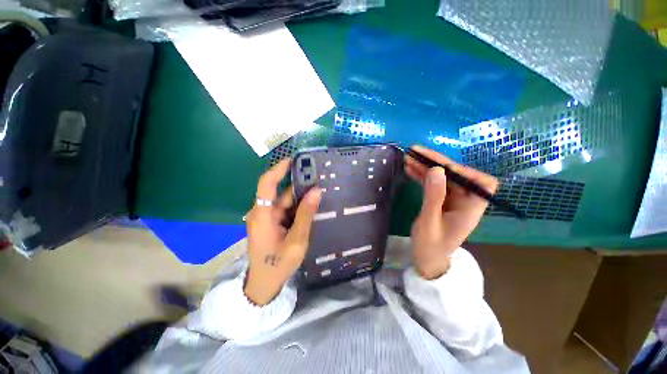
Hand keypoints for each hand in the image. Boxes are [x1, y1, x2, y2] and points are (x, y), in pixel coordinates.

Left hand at [244, 159, 321, 305]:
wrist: (264, 284)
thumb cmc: (278, 264)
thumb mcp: (296, 240)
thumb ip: (306, 215)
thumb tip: (316, 191)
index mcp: (262, 215)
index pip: (267, 184)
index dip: (279, 169)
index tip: (295, 160)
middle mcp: (262, 212)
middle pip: (280, 192)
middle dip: (299, 185)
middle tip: (319, 178)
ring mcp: (267, 218)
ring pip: (285, 201)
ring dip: (301, 197)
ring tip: (320, 191)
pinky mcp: (272, 223)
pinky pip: (286, 210)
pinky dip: (298, 207)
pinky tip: (312, 206)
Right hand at [404, 145, 498, 279]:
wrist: (426, 260)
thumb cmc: (429, 246)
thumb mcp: (429, 222)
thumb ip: (434, 197)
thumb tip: (436, 170)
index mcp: (470, 209)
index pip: (481, 183)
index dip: (464, 171)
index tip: (441, 167)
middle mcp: (464, 201)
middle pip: (456, 176)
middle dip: (436, 163)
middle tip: (415, 152)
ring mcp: (451, 200)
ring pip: (442, 178)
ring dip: (425, 167)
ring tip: (408, 158)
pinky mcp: (440, 200)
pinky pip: (433, 184)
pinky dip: (422, 176)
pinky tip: (410, 169)